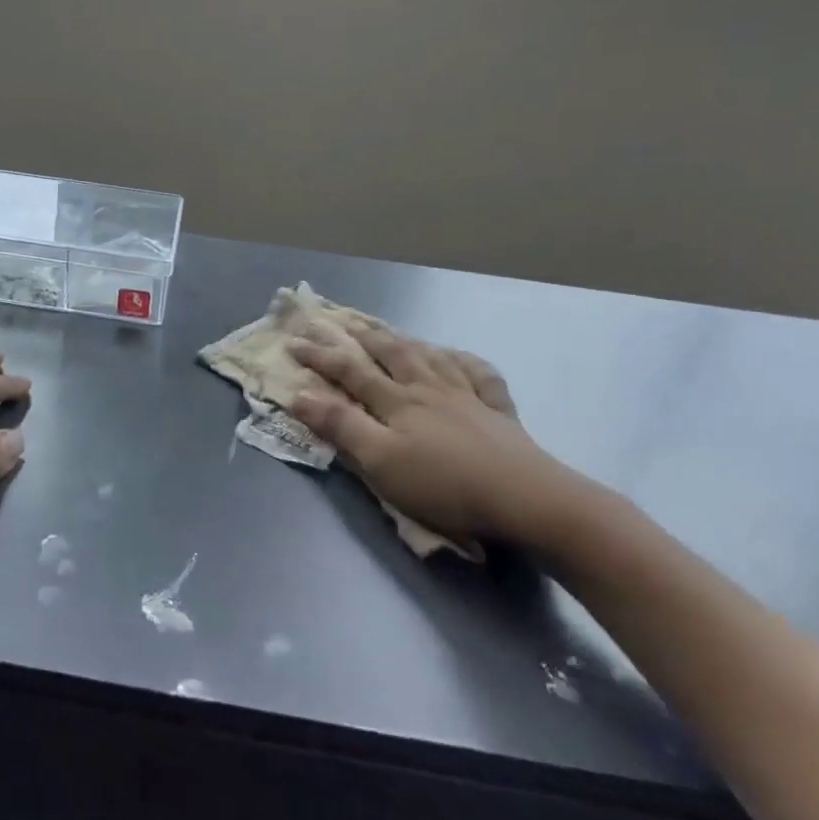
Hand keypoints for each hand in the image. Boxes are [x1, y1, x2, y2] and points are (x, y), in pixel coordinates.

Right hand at [287, 328, 587, 547]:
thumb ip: (340, 425)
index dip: (320, 355)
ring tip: (391, 332)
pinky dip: (463, 360)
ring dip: (405, 341)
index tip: (293, 341)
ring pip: (430, 356)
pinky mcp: (498, 411)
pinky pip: (479, 374)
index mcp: (397, 400)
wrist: (524, 498)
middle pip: (391, 353)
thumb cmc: (443, 484)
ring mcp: (467, 395)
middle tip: (342, 321)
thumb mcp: (380, 461)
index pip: (350, 370)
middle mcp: (429, 388)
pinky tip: (457, 357)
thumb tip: (299, 393)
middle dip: (362, 336)